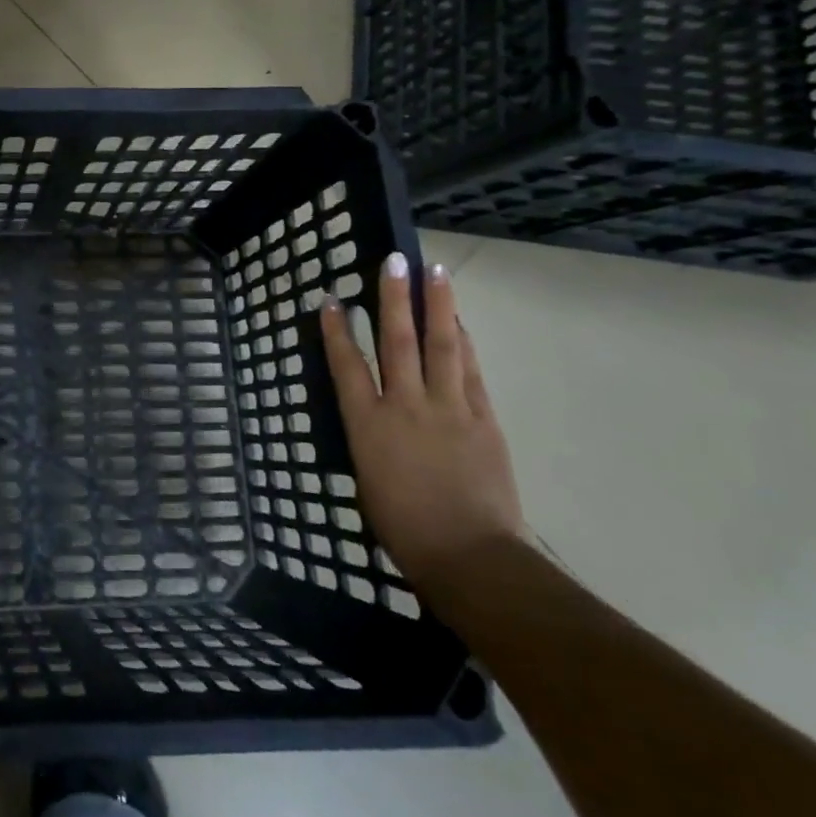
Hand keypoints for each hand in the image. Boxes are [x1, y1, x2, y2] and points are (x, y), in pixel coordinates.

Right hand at [319, 253, 523, 589]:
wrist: (469, 555)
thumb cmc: (403, 527)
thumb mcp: (367, 478)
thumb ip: (372, 438)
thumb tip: (377, 416)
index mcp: (367, 423)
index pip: (347, 364)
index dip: (337, 329)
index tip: (332, 299)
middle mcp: (405, 405)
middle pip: (397, 341)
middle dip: (392, 298)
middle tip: (393, 261)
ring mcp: (448, 408)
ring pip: (440, 345)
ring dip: (435, 306)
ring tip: (434, 271)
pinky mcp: (483, 419)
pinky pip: (470, 371)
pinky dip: (464, 342)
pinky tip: (459, 323)